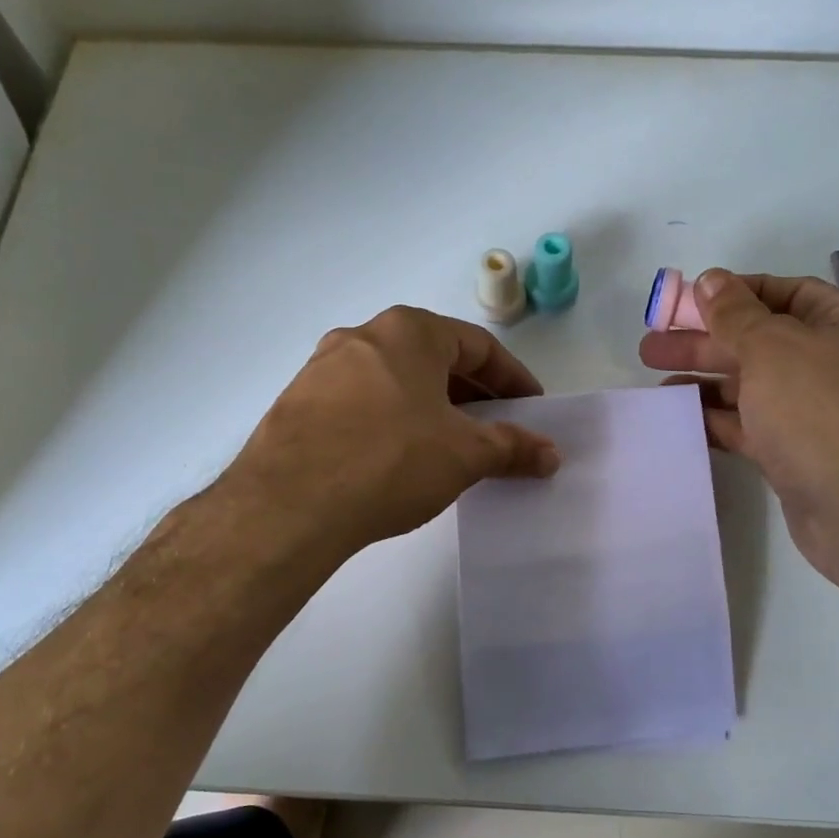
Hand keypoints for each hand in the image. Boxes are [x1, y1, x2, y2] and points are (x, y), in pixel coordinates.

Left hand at [225, 306, 560, 557]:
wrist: (287, 505)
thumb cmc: (390, 461)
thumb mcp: (463, 455)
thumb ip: (512, 448)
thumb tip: (550, 454)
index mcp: (408, 331)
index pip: (478, 345)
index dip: (513, 378)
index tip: (531, 409)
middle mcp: (362, 336)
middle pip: (434, 357)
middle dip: (472, 393)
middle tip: (495, 428)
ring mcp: (322, 368)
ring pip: (395, 379)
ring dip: (430, 406)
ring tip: (449, 445)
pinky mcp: (297, 403)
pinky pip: (361, 402)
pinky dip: (392, 420)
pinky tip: (397, 457)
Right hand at [639, 270, 838, 591]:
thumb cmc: (823, 410)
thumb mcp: (772, 348)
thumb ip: (734, 314)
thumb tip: (710, 280)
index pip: (783, 292)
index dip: (732, 293)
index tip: (684, 302)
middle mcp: (834, 362)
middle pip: (759, 340)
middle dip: (705, 341)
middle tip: (651, 346)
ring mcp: (817, 411)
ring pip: (751, 386)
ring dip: (705, 381)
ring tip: (655, 384)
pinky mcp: (798, 453)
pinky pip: (750, 425)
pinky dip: (716, 419)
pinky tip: (679, 416)